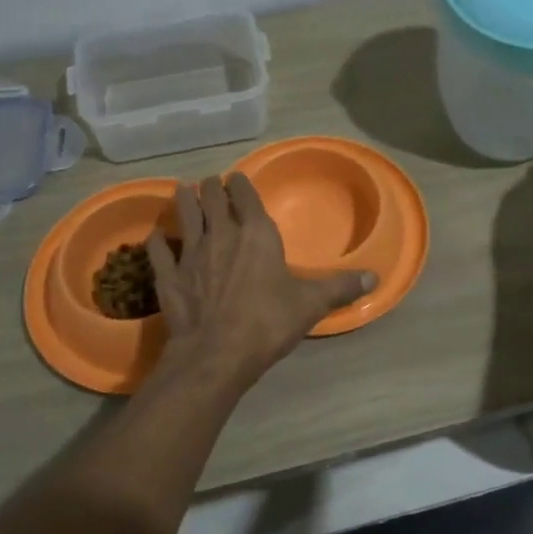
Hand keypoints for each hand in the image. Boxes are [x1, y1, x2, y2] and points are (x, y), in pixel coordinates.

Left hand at [147, 174, 375, 389]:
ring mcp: (190, 253)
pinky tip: (157, 237)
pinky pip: (159, 250)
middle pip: (210, 197)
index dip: (240, 183)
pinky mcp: (168, 276)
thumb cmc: (267, 322)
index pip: (245, 194)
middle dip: (211, 187)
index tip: (237, 179)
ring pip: (184, 214)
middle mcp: (220, 234)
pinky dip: (158, 241)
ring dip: (184, 201)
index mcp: (255, 233)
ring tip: (183, 193)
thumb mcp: (310, 304)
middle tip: (211, 185)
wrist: (216, 354)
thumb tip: (375, 278)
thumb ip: (340, 287)